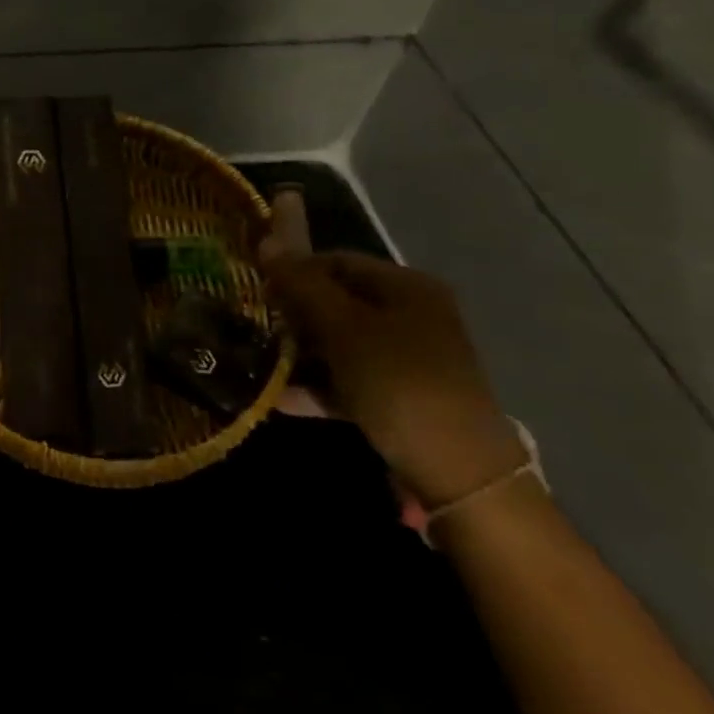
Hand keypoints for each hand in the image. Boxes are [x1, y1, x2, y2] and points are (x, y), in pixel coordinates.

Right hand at [259, 247, 525, 509]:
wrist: (458, 473)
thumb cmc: (399, 382)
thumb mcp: (344, 328)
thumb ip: (302, 285)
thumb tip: (266, 240)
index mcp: (406, 288)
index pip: (336, 262)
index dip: (294, 271)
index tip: (257, 292)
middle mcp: (410, 316)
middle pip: (336, 303)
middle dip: (293, 316)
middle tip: (254, 329)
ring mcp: (405, 359)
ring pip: (338, 344)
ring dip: (299, 354)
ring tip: (258, 364)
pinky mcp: (398, 396)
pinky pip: (347, 379)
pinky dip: (316, 386)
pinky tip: (278, 398)